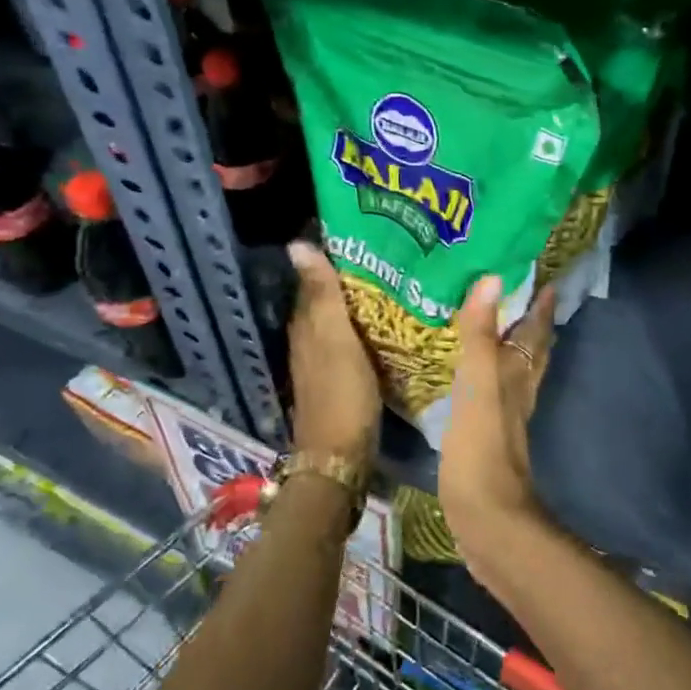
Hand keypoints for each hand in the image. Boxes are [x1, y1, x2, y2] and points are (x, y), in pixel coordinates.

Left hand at [286, 241, 380, 463]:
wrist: (340, 457)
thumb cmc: (341, 392)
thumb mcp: (335, 338)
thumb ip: (322, 293)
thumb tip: (297, 244)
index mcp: (306, 325)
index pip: (314, 279)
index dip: (333, 256)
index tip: (363, 232)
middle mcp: (309, 339)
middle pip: (327, 299)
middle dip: (350, 276)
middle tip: (388, 253)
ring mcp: (324, 362)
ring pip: (339, 320)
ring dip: (358, 302)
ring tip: (393, 280)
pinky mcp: (340, 379)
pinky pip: (351, 341)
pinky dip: (364, 327)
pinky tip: (386, 323)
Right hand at [439, 274, 556, 560]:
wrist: (488, 520)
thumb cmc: (482, 449)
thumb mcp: (477, 384)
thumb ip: (481, 335)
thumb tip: (493, 278)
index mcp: (518, 375)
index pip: (535, 331)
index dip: (540, 305)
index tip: (543, 276)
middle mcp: (517, 392)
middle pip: (532, 351)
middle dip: (531, 322)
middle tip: (522, 293)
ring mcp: (505, 418)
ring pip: (515, 372)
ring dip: (511, 347)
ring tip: (497, 325)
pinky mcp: (487, 438)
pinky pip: (493, 393)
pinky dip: (489, 375)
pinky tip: (474, 377)